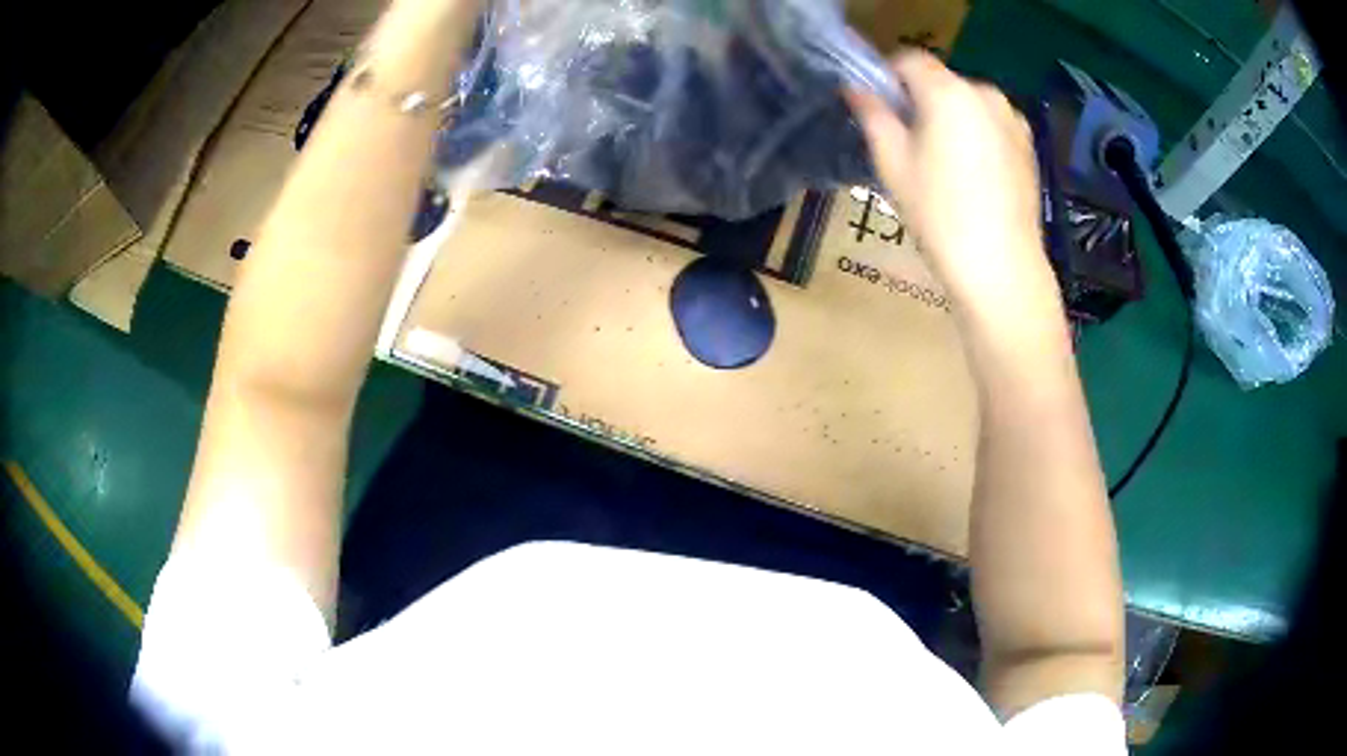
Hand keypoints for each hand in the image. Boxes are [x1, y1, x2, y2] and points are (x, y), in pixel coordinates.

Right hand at [846, 51, 1054, 310]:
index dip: (888, 77)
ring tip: (944, 164)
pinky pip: (992, 124)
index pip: (909, 60)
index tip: (879, 109)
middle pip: (942, 81)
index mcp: (949, 92)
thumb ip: (873, 116)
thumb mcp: (893, 164)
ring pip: (968, 103)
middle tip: (909, 143)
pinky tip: (973, 176)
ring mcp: (1013, 119)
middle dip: (922, 100)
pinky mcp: (1028, 145)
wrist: (1002, 268)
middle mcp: (985, 94)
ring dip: (951, 118)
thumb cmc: (940, 215)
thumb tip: (857, 89)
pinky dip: (977, 135)